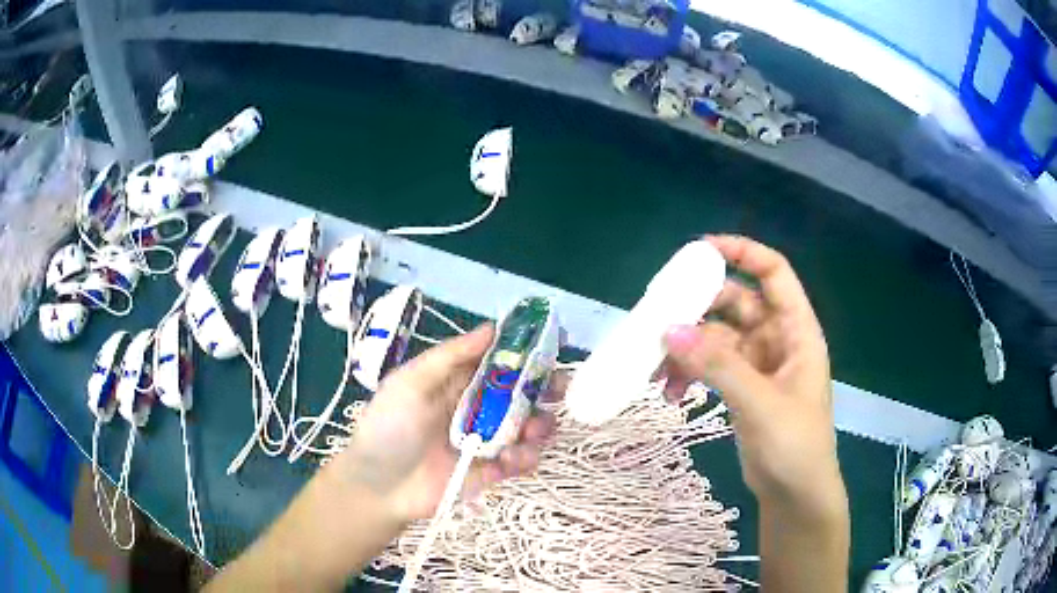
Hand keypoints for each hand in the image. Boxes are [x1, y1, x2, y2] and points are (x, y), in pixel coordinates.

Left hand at [331, 324, 556, 523]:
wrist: (378, 488)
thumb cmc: (389, 428)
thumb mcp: (410, 384)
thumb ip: (450, 357)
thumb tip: (492, 327)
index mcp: (458, 382)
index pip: (499, 360)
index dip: (527, 352)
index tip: (554, 345)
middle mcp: (477, 407)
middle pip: (522, 393)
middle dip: (545, 389)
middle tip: (561, 390)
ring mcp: (486, 440)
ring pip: (528, 426)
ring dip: (539, 425)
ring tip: (532, 432)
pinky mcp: (491, 470)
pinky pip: (520, 460)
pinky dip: (525, 458)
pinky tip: (510, 461)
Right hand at [660, 235, 843, 518]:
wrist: (795, 494)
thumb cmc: (794, 445)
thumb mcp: (760, 402)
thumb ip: (718, 365)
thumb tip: (669, 329)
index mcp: (796, 330)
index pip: (774, 273)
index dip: (743, 253)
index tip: (700, 250)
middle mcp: (777, 339)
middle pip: (736, 304)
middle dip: (699, 309)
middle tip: (661, 318)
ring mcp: (758, 365)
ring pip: (716, 339)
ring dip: (687, 349)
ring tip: (658, 372)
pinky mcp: (741, 388)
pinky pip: (710, 367)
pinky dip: (690, 373)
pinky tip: (671, 394)